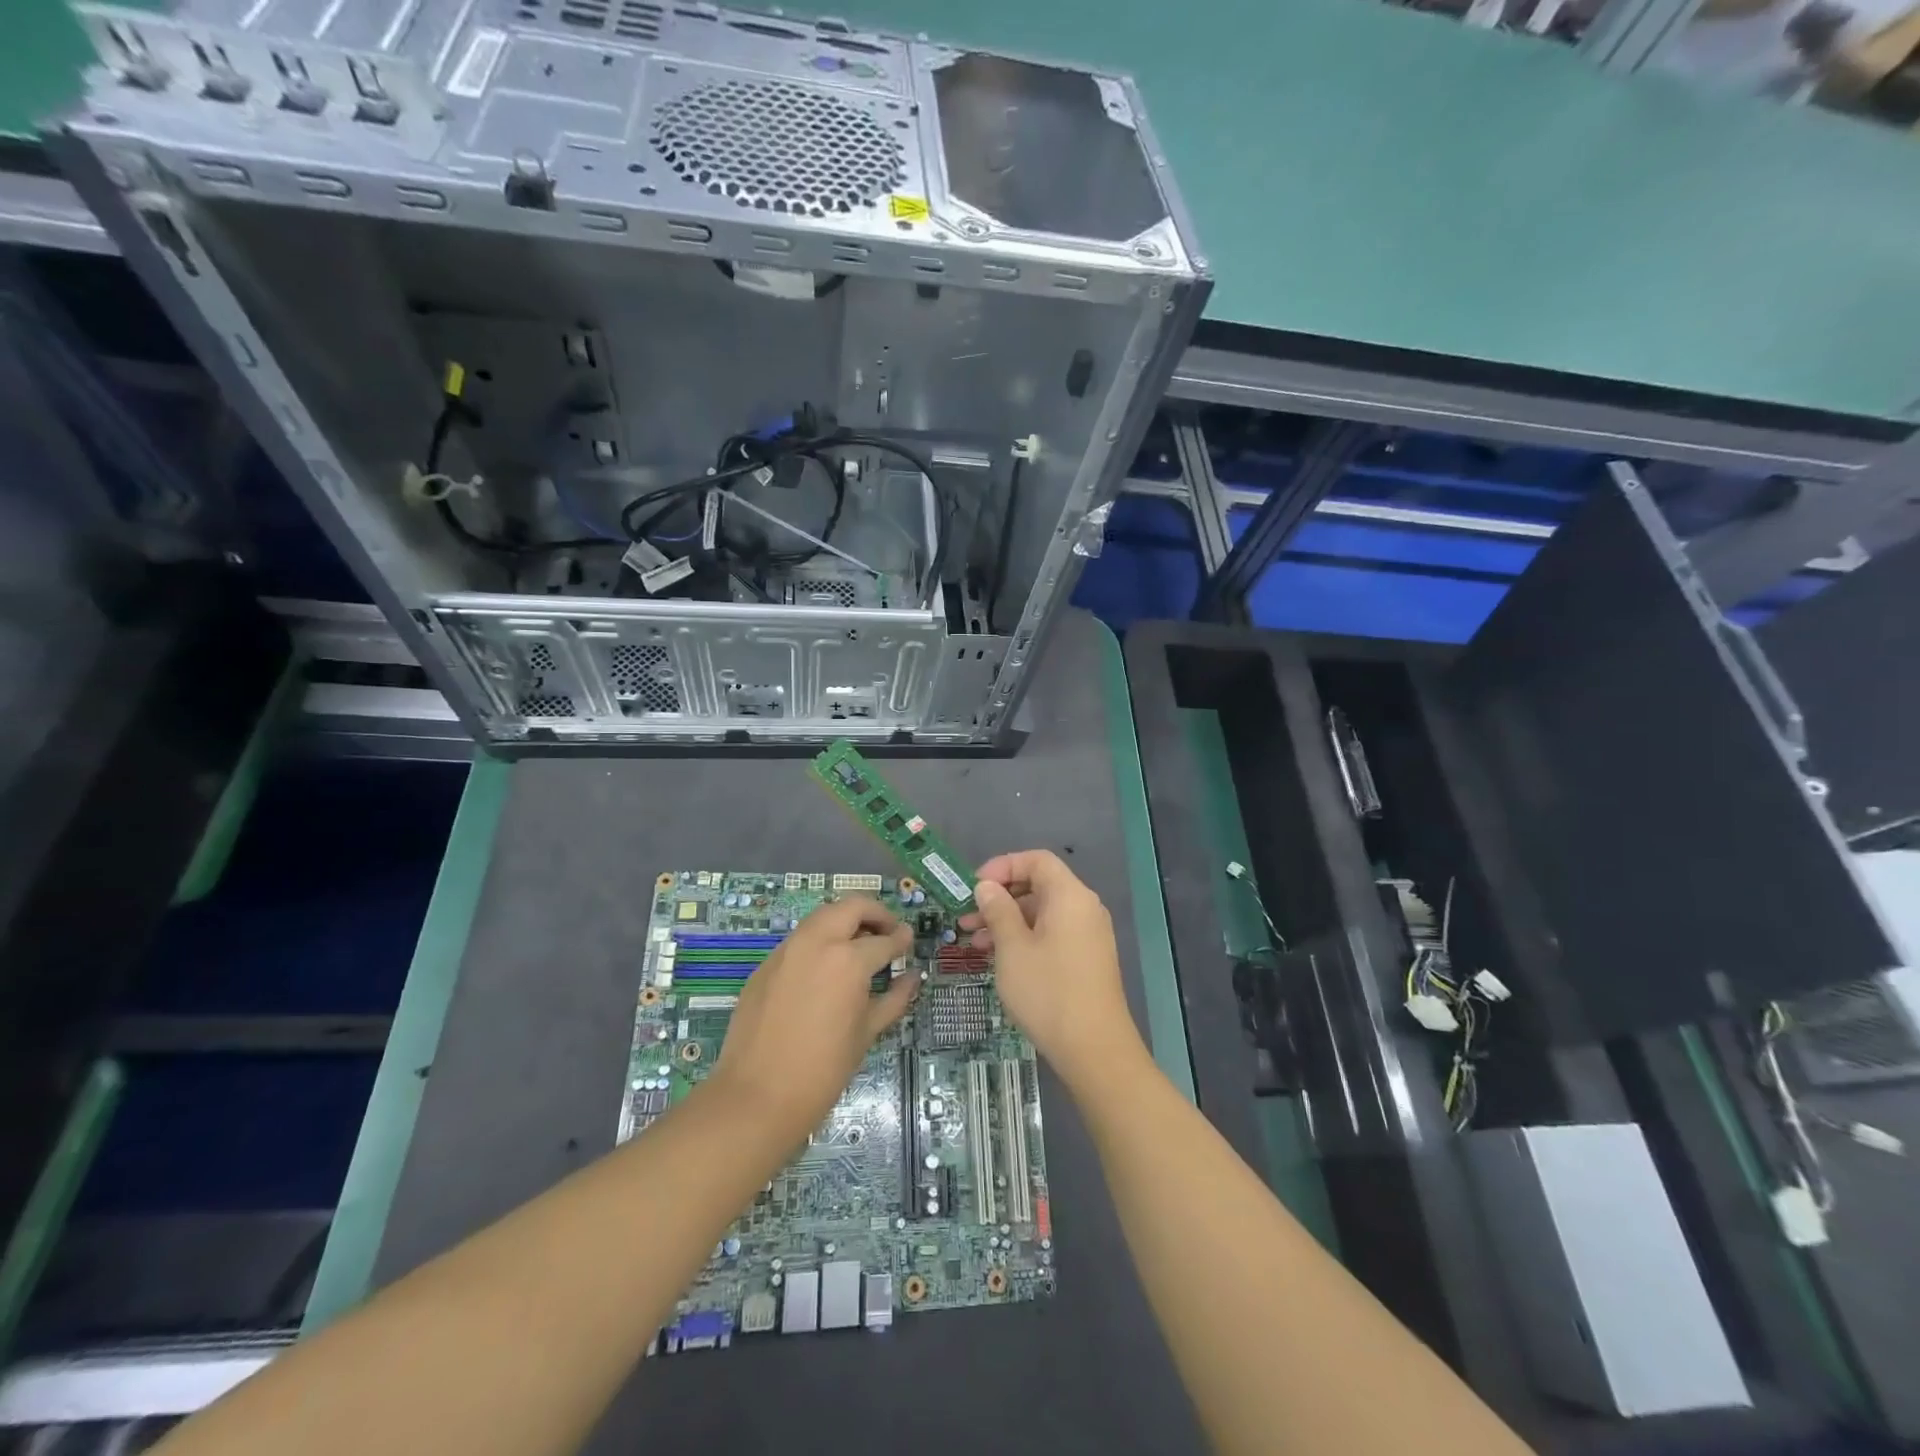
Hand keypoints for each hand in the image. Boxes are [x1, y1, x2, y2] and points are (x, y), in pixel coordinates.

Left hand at [709, 896, 915, 1144]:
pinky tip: (825, 970)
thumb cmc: (823, 1070)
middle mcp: (817, 942)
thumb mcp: (867, 1033)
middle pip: (852, 906)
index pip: (884, 940)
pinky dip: (820, 941)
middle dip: (875, 914)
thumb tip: (912, 976)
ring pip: (822, 916)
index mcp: (848, 960)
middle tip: (886, 933)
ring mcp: (787, 950)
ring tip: (858, 948)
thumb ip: (894, 998)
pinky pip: (800, 940)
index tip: (908, 940)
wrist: (756, 1096)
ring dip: (845, 922)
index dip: (901, 940)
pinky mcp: (766, 964)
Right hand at [959, 850, 1143, 1086]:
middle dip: (1000, 898)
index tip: (975, 888)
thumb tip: (988, 887)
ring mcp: (1088, 935)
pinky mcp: (1087, 959)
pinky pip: (1052, 934)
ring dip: (1008, 921)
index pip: (1036, 860)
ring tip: (975, 944)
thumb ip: (998, 910)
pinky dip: (1025, 938)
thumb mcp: (1012, 948)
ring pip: (1042, 913)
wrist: (1094, 1049)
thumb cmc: (1048, 991)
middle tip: (967, 918)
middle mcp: (1084, 908)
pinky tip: (1000, 959)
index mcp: (1069, 896)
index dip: (1003, 866)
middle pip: (1039, 885)